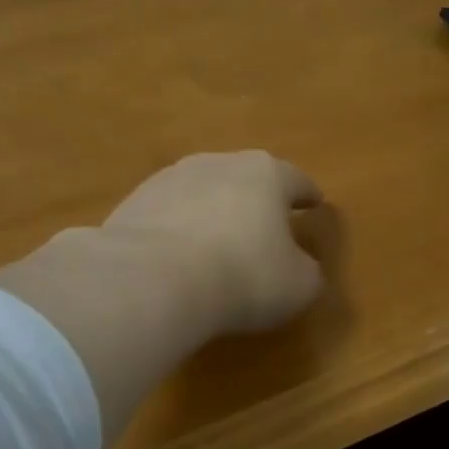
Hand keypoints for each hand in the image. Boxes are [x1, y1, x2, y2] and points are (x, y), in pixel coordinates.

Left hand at [102, 150, 325, 335]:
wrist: (153, 281)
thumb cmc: (244, 277)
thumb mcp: (298, 285)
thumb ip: (305, 270)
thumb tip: (297, 266)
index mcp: (266, 174)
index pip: (295, 180)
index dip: (307, 193)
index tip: (314, 202)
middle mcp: (218, 163)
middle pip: (245, 177)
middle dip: (256, 199)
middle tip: (265, 223)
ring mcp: (169, 179)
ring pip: (202, 192)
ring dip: (212, 212)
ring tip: (216, 242)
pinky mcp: (133, 203)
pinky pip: (168, 215)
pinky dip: (177, 230)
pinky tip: (177, 257)